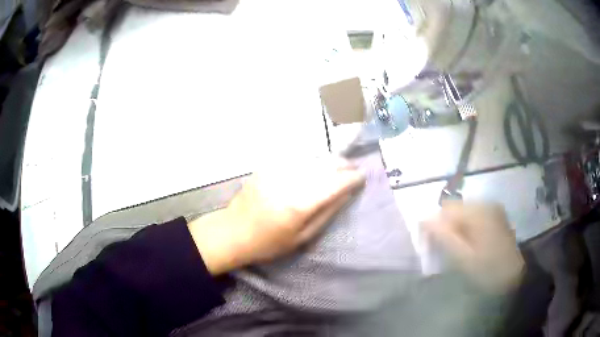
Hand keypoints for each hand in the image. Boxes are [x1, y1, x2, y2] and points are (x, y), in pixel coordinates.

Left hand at [188, 157, 364, 274]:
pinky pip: (296, 156)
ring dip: (329, 160)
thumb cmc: (270, 243)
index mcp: (300, 204)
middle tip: (353, 170)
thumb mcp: (303, 237)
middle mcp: (290, 181)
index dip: (353, 178)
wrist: (234, 231)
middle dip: (344, 165)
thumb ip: (327, 212)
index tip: (362, 178)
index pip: (336, 182)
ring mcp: (277, 170)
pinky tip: (315, 165)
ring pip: (313, 156)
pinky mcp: (267, 165)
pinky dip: (311, 159)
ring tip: (338, 166)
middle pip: (326, 164)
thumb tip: (347, 192)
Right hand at [422, 201, 524, 292]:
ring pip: (463, 213)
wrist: (515, 276)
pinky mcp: (495, 215)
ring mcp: (492, 208)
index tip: (432, 246)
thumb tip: (423, 219)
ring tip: (459, 249)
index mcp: (479, 212)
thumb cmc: (488, 270)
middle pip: (455, 209)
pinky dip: (466, 228)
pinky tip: (470, 244)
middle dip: (446, 227)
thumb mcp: (464, 258)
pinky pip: (473, 216)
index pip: (446, 209)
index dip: (435, 225)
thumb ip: (444, 237)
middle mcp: (486, 203)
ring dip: (456, 228)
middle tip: (447, 251)